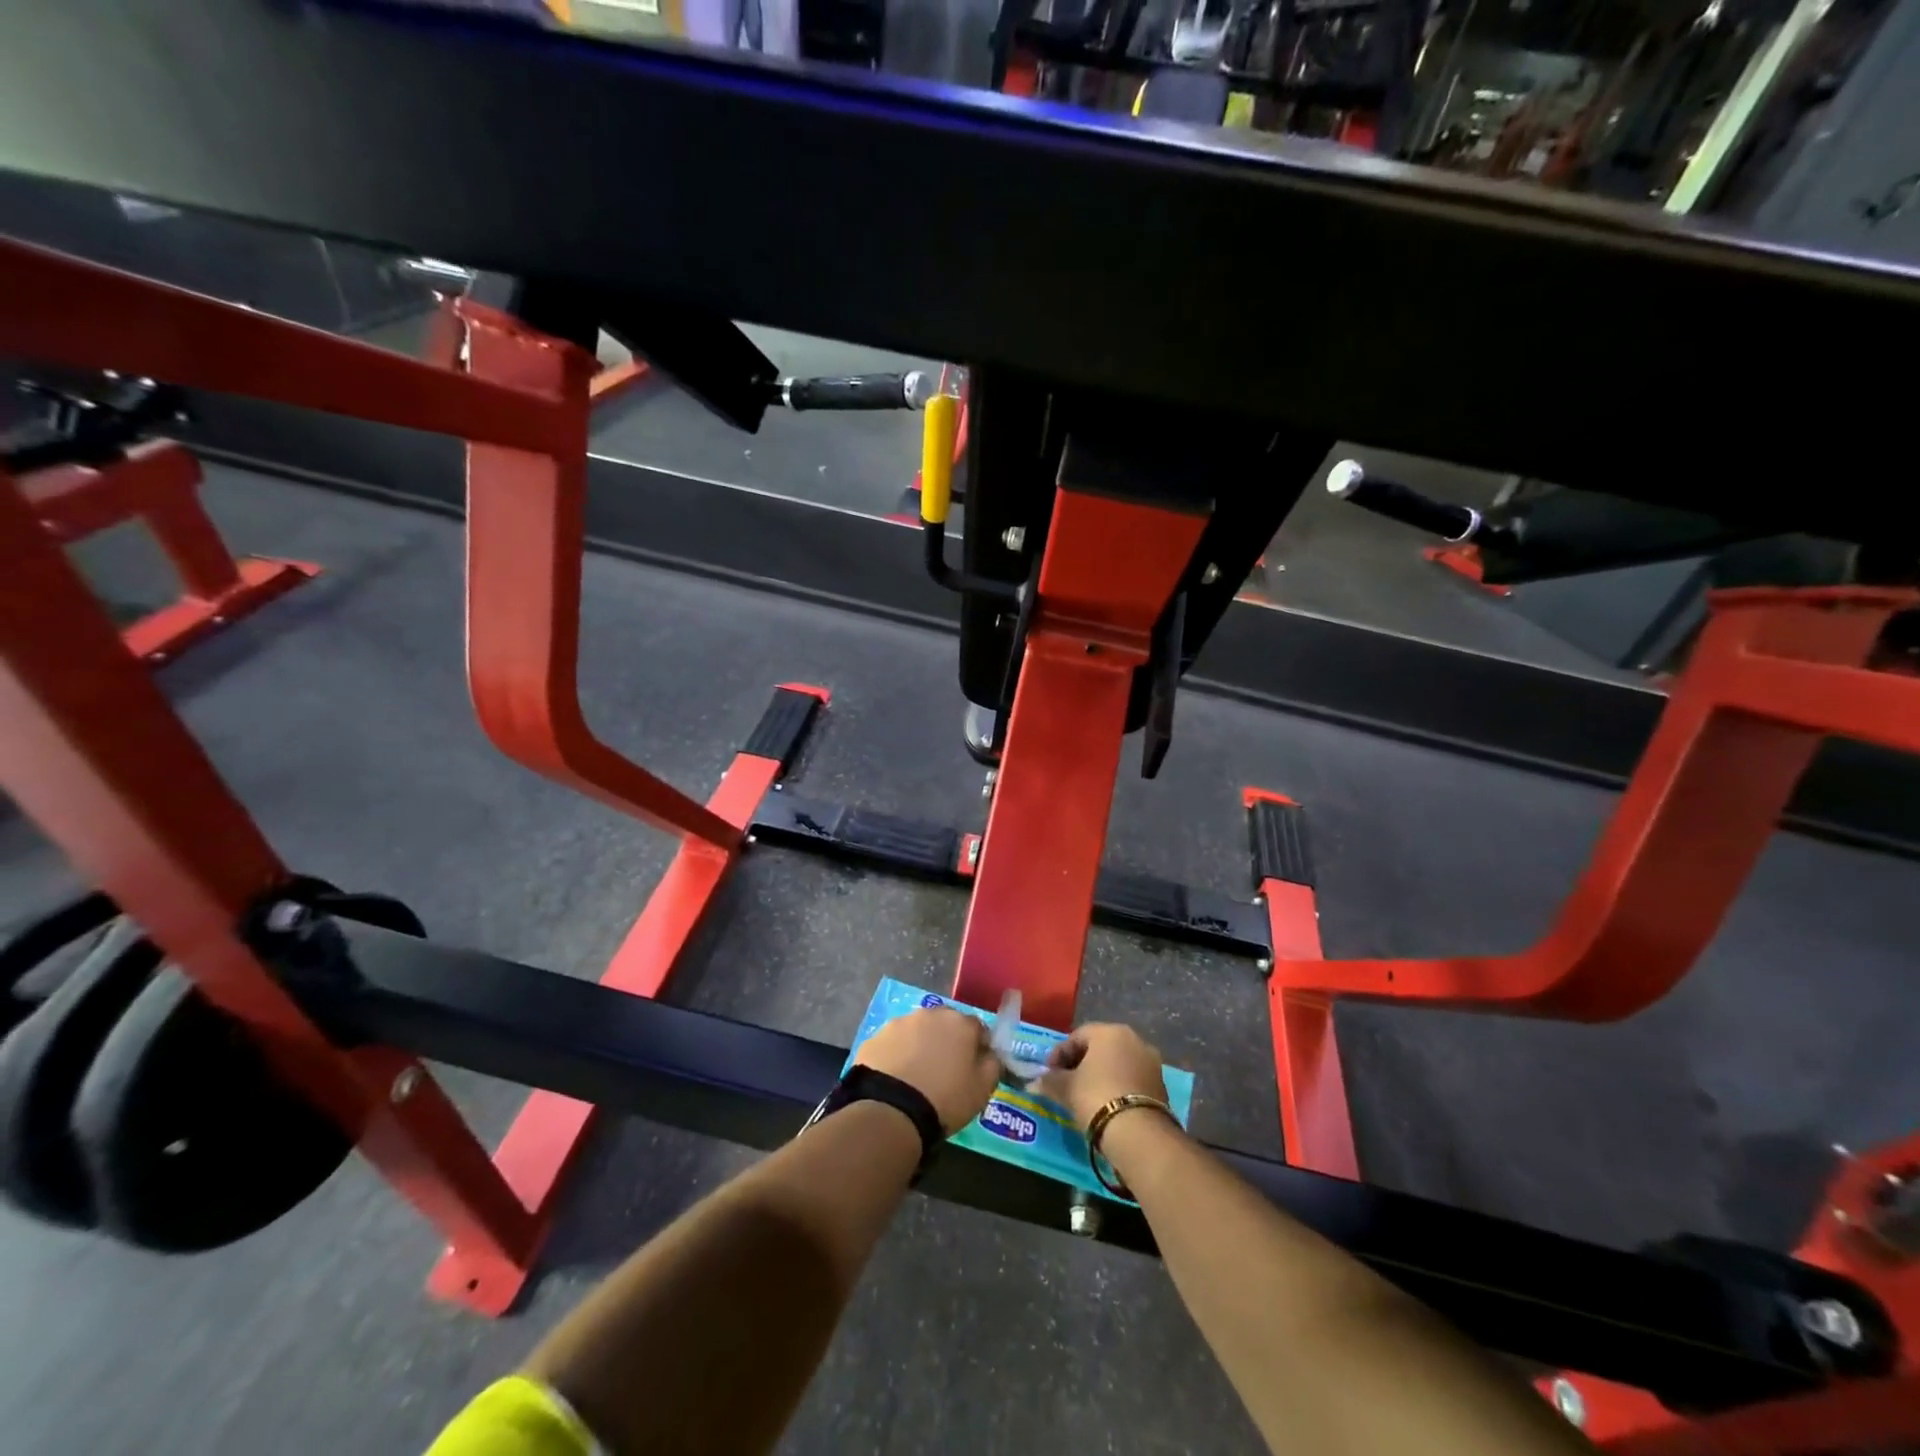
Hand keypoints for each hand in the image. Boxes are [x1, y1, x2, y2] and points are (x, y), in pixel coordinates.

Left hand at [855, 1007, 1001, 1134]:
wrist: (891, 1111)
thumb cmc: (945, 1099)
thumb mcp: (982, 1090)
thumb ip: (992, 1065)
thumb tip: (990, 1054)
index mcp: (960, 1023)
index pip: (978, 1028)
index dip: (978, 1047)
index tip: (974, 1068)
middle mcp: (930, 1014)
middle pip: (946, 1024)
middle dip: (948, 1042)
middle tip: (945, 1071)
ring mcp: (900, 1023)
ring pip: (917, 1031)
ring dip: (921, 1046)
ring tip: (917, 1076)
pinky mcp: (876, 1037)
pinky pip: (894, 1044)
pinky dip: (897, 1055)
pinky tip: (896, 1079)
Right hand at [1034, 1022, 1168, 1132]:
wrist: (1139, 1133)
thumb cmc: (1097, 1097)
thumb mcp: (1066, 1088)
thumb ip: (1049, 1081)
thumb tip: (1034, 1083)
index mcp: (1110, 1031)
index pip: (1077, 1036)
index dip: (1059, 1054)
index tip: (1049, 1073)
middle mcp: (1134, 1039)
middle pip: (1099, 1047)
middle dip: (1080, 1063)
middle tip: (1065, 1082)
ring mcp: (1151, 1062)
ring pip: (1117, 1063)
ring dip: (1100, 1075)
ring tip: (1084, 1096)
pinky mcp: (1160, 1085)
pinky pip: (1131, 1079)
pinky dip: (1117, 1086)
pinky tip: (1105, 1104)